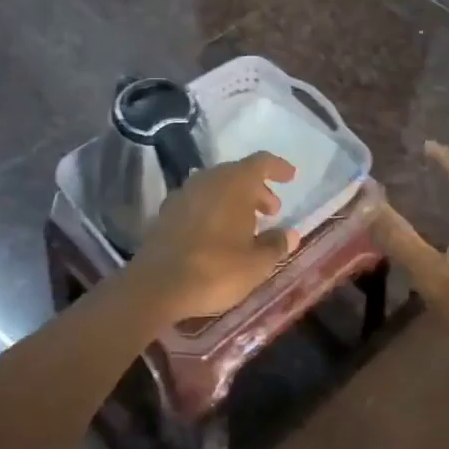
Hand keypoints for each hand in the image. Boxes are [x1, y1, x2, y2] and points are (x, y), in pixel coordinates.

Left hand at [126, 152, 299, 323]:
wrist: (157, 285)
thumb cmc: (216, 270)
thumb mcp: (256, 264)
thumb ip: (276, 245)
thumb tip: (290, 234)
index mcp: (234, 183)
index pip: (261, 162)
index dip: (278, 168)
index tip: (291, 177)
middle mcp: (208, 180)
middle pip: (237, 174)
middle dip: (257, 189)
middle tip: (271, 211)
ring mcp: (183, 194)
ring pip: (216, 187)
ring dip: (235, 200)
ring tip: (247, 226)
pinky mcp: (166, 212)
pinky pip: (198, 202)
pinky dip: (214, 210)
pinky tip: (219, 234)